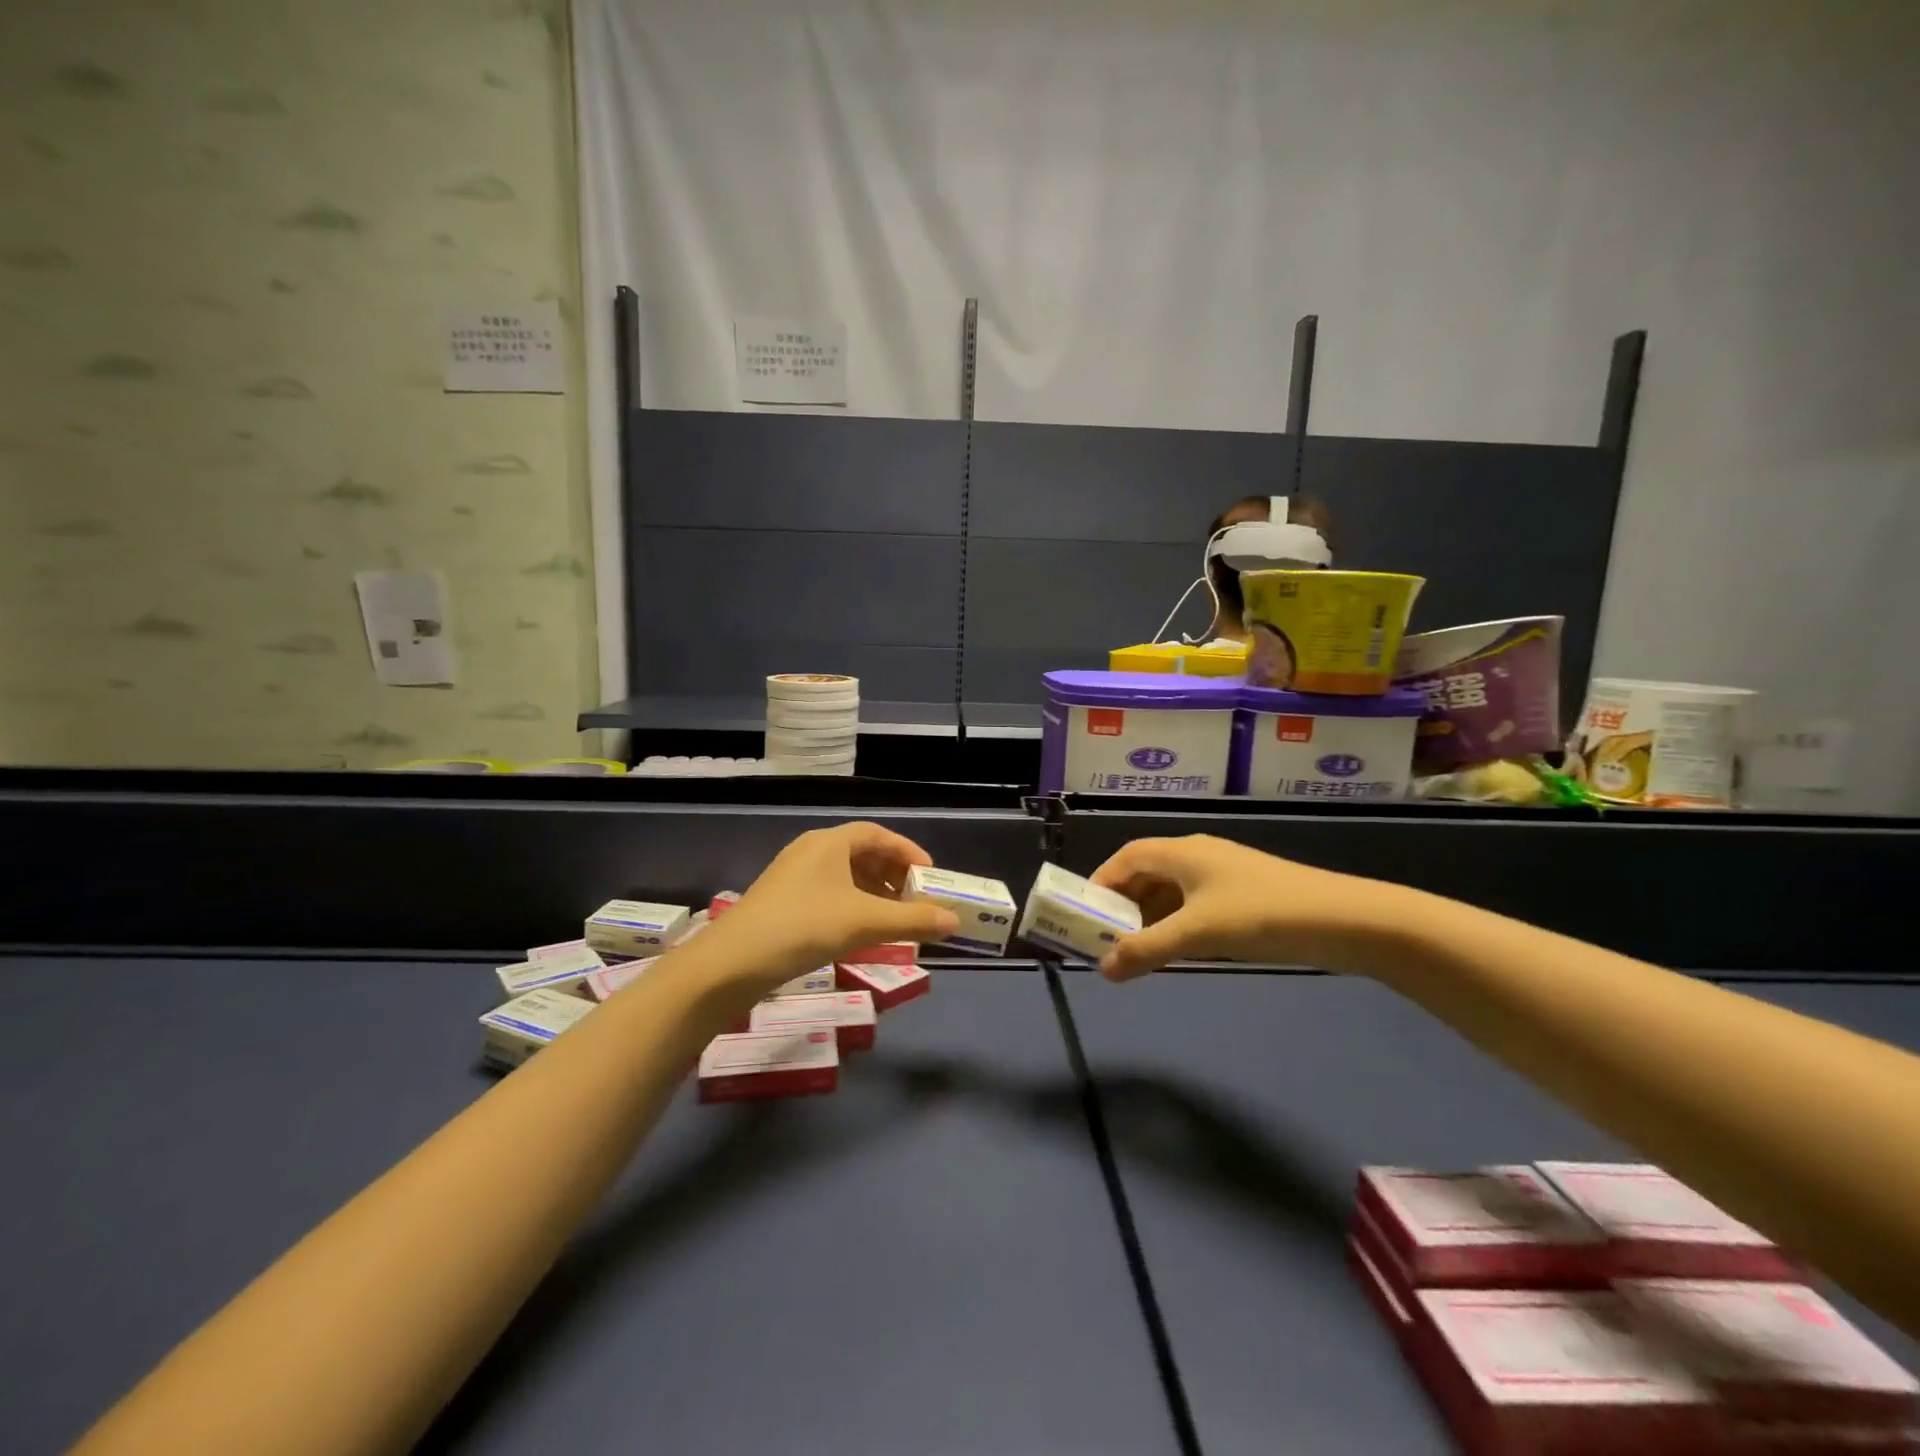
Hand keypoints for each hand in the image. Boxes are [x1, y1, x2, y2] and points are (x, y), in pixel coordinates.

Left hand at [708, 822, 959, 990]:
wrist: (731, 964)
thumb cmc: (803, 927)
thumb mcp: (864, 922)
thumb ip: (912, 920)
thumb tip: (954, 922)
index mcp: (829, 842)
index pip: (878, 835)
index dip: (908, 851)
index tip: (930, 875)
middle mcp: (811, 851)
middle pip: (862, 853)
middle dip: (893, 875)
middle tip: (916, 899)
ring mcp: (793, 877)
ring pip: (844, 876)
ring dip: (874, 893)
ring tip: (894, 919)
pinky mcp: (783, 902)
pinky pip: (829, 894)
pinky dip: (852, 906)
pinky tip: (861, 933)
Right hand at [1088, 834, 1395, 980]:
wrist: (1344, 920)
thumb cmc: (1262, 915)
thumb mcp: (1197, 934)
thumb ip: (1146, 950)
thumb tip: (1102, 969)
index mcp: (1183, 851)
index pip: (1128, 856)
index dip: (1102, 881)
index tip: (1084, 912)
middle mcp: (1199, 855)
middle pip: (1148, 872)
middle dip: (1124, 904)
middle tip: (1106, 937)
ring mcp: (1225, 875)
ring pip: (1173, 891)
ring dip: (1150, 917)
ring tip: (1136, 949)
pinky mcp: (1245, 895)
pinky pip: (1196, 904)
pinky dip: (1178, 923)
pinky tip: (1179, 950)